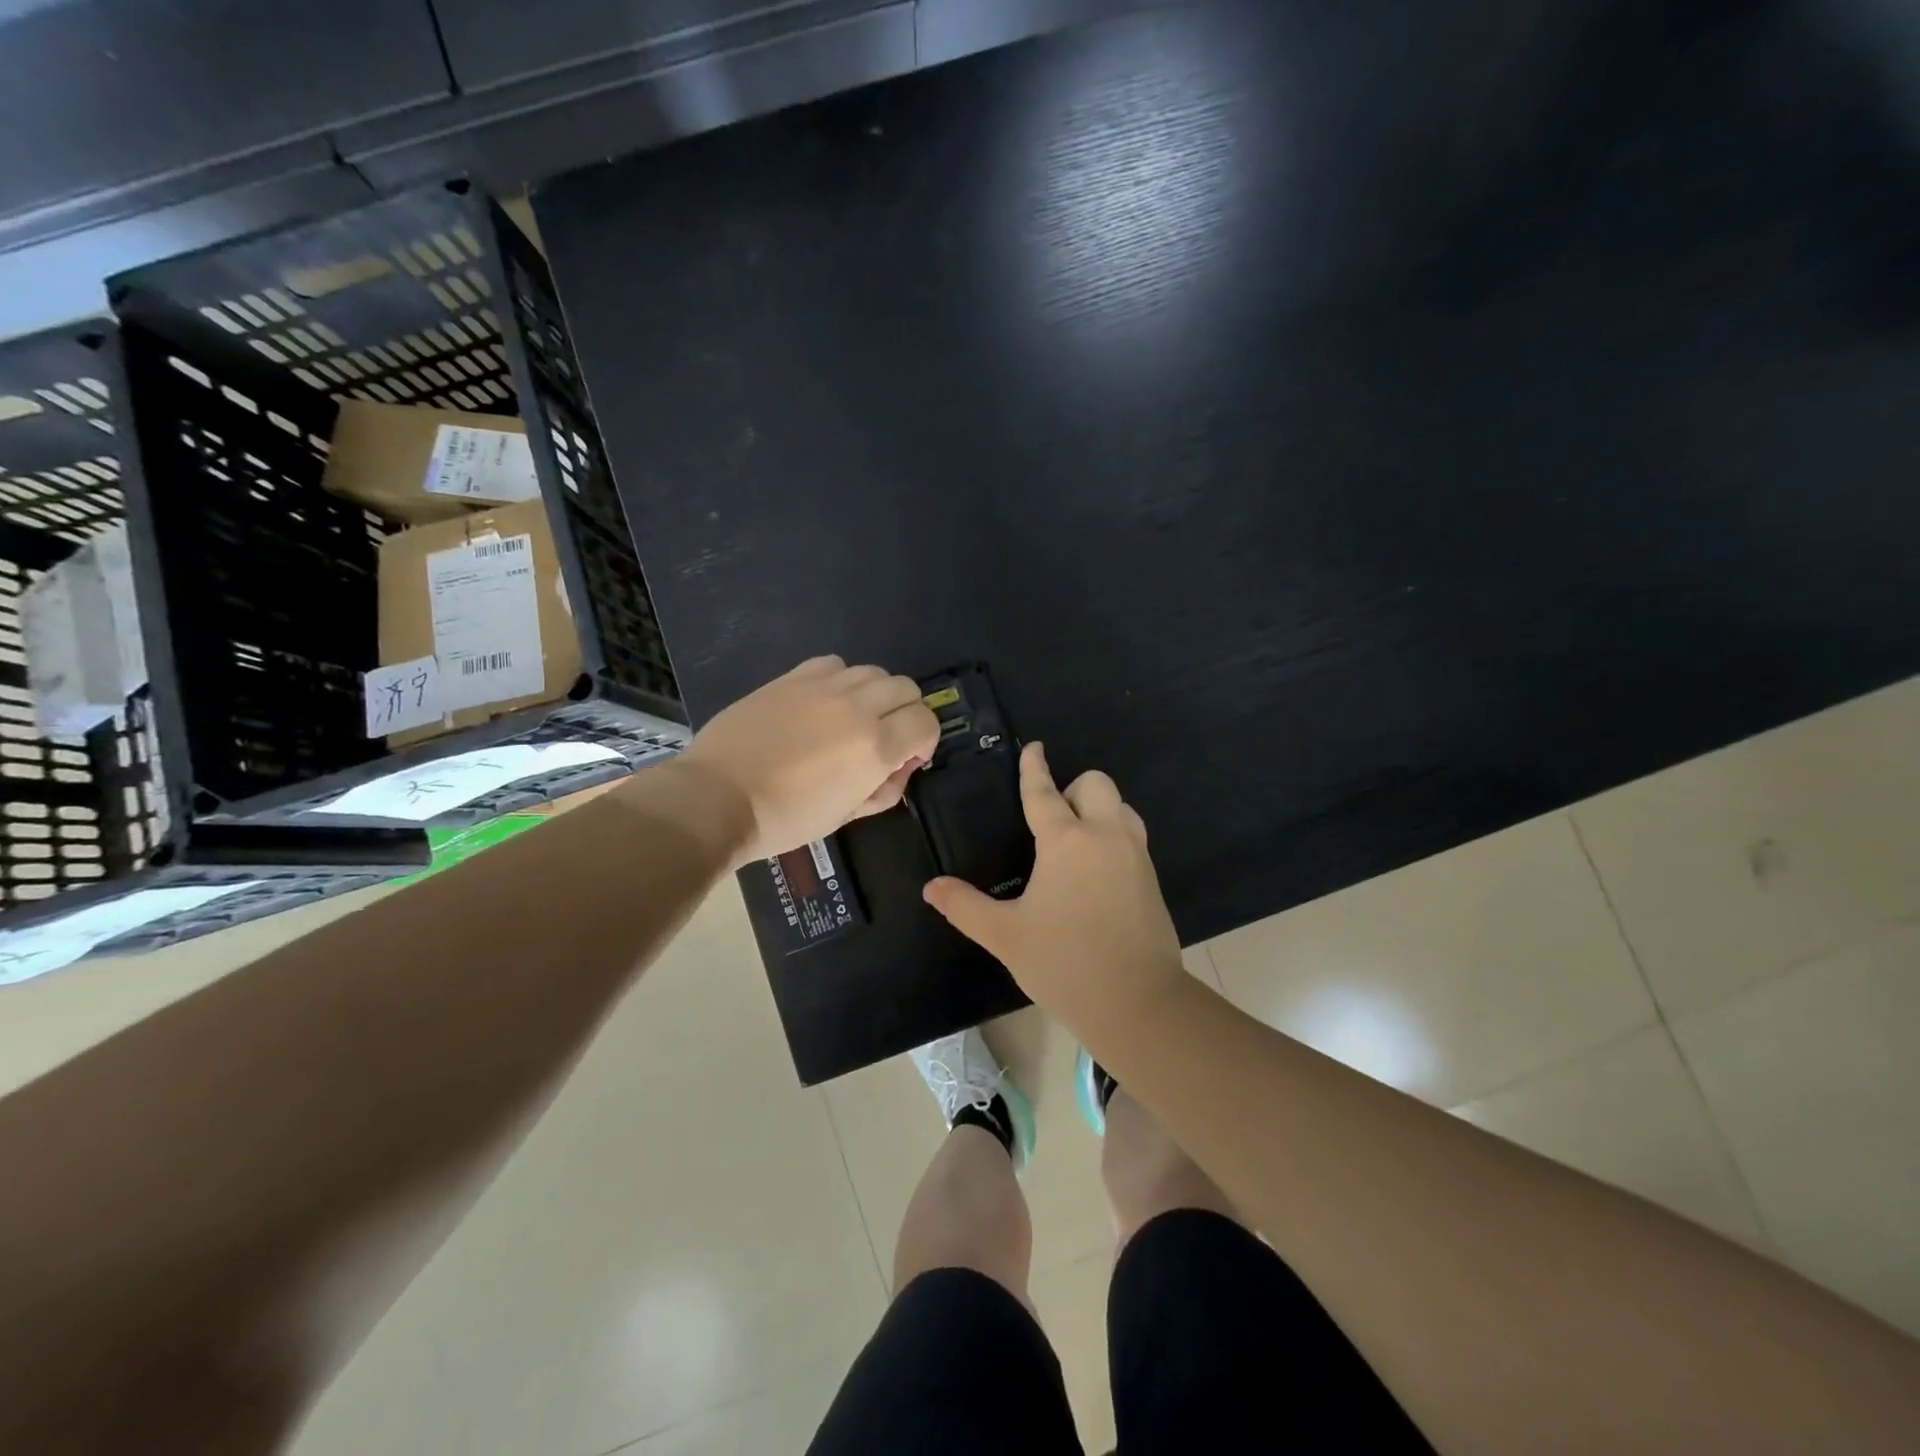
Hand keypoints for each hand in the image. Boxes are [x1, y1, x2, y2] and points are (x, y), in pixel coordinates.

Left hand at [675, 655, 938, 866]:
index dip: (926, 739)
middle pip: (906, 687)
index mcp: (876, 747)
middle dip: (906, 712)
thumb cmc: (785, 818)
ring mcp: (822, 687)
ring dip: (875, 693)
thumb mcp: (845, 816)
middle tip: (886, 736)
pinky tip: (824, 700)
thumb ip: (884, 789)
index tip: (909, 757)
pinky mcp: (792, 678)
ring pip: (873, 671)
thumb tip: (900, 767)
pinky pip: (833, 663)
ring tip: (854, 717)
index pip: (926, 721)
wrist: (717, 798)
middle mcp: (857, 707)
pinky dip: (841, 678)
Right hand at [922, 742, 1188, 1038]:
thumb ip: (965, 907)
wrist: (1138, 1003)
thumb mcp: (1006, 936)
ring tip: (1074, 842)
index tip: (1034, 748)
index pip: (1045, 792)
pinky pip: (1131, 835)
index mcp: (1066, 841)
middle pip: (1096, 783)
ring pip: (1121, 806)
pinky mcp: (1151, 878)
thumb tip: (931, 888)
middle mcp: (1105, 836)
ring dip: (1098, 809)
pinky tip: (1095, 872)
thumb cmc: (1064, 964)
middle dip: (1073, 787)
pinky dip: (1113, 835)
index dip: (1034, 768)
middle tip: (1052, 821)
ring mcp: (1135, 855)